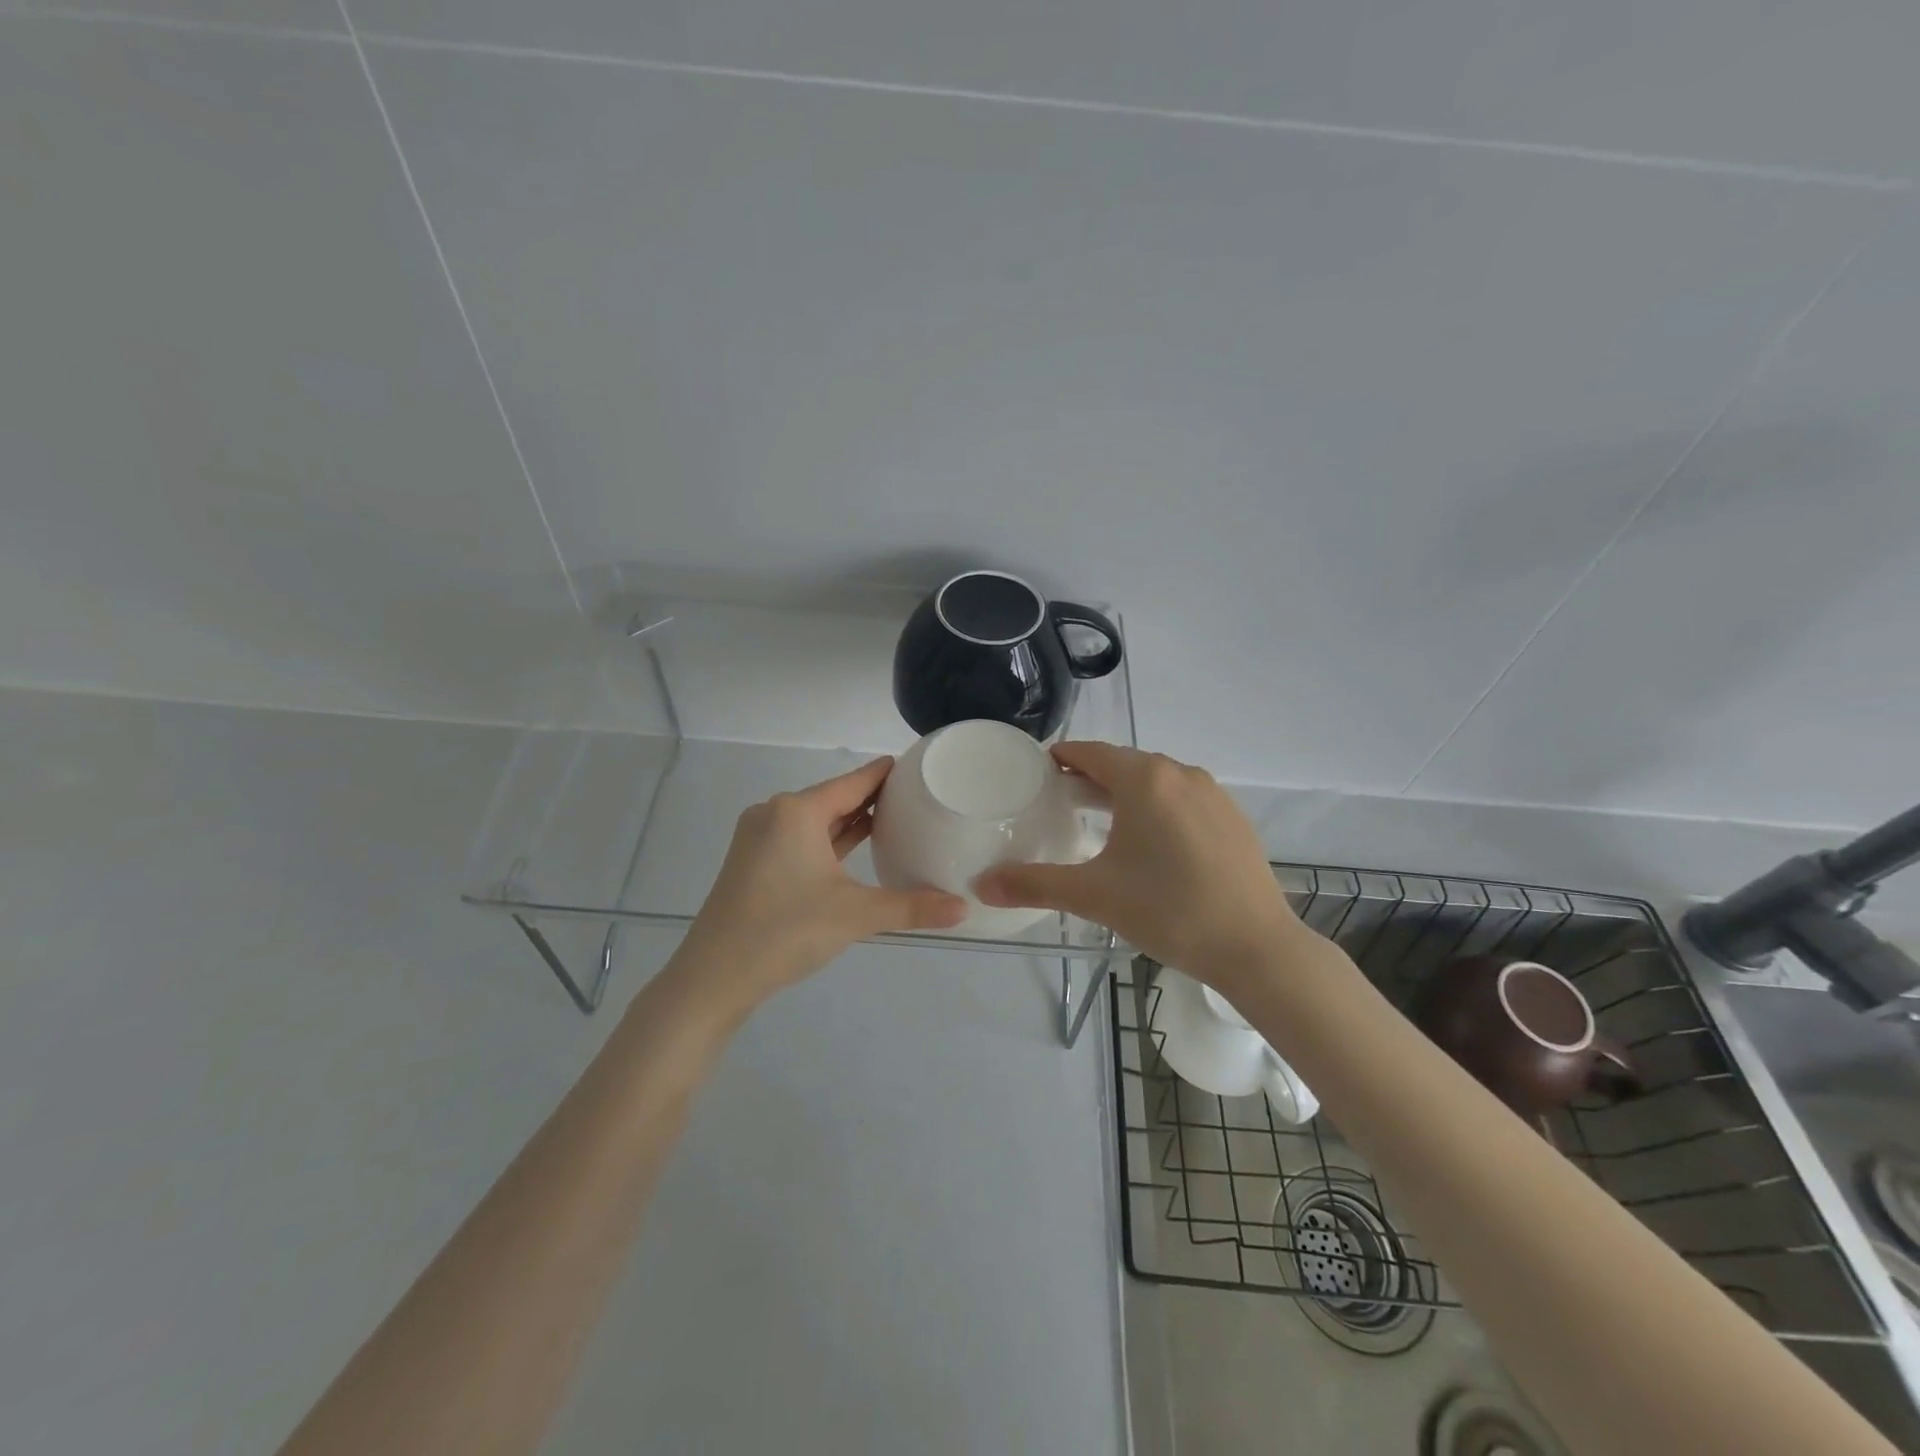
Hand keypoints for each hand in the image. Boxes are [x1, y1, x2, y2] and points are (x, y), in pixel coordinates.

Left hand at [675, 758, 967, 1014]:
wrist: (714, 977)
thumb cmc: (785, 931)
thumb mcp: (855, 915)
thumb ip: (911, 907)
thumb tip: (963, 908)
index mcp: (797, 811)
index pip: (853, 782)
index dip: (886, 774)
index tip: (916, 765)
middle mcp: (775, 814)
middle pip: (834, 797)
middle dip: (872, 798)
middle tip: (916, 797)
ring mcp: (759, 838)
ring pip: (815, 820)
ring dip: (850, 820)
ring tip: (893, 819)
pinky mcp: (753, 862)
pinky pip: (800, 839)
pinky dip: (828, 840)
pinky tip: (853, 848)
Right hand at [975, 743, 1303, 985]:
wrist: (1256, 947)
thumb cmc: (1169, 911)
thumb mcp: (1094, 896)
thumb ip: (1033, 885)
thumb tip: (981, 885)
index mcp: (1145, 779)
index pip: (1089, 752)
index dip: (1059, 760)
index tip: (1035, 776)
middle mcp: (1180, 773)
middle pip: (1122, 765)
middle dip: (1088, 779)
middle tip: (1058, 804)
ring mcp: (1213, 794)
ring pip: (1155, 781)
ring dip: (1124, 794)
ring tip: (1098, 823)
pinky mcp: (1233, 818)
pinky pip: (1182, 799)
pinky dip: (1157, 809)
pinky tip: (1150, 845)